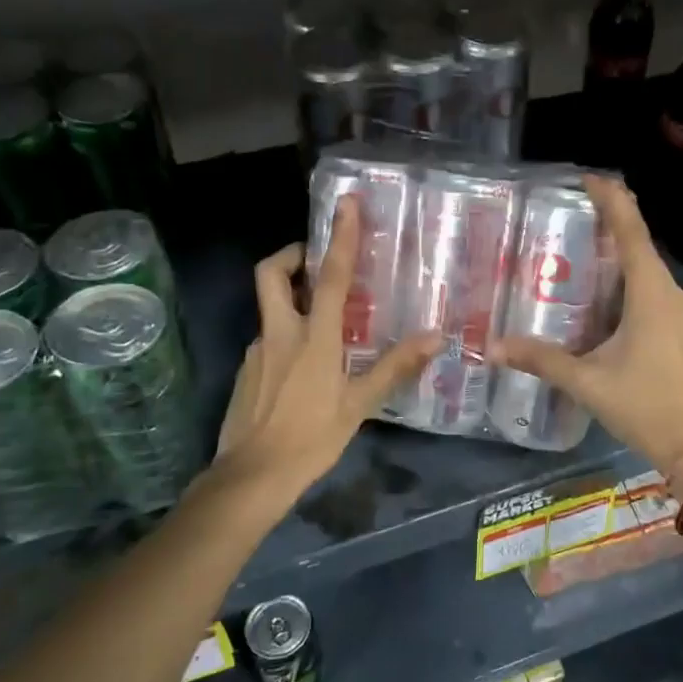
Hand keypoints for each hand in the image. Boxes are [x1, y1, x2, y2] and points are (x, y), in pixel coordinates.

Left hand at [216, 197, 437, 497]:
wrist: (251, 477)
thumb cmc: (311, 439)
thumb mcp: (359, 405)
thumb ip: (395, 367)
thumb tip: (436, 338)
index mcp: (312, 338)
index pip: (328, 276)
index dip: (339, 237)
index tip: (345, 204)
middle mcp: (279, 333)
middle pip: (271, 273)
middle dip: (290, 253)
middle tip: (315, 259)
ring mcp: (257, 351)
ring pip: (270, 308)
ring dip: (292, 300)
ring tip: (324, 323)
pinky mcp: (246, 371)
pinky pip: (268, 340)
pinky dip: (286, 337)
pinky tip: (304, 369)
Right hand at [491, 176, 682, 492]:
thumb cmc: (645, 407)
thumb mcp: (587, 382)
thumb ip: (542, 360)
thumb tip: (493, 347)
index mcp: (652, 296)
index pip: (633, 234)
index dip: (613, 202)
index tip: (589, 178)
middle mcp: (670, 295)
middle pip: (642, 245)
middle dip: (614, 220)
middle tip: (576, 207)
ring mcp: (680, 313)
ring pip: (649, 268)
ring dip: (622, 249)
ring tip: (586, 241)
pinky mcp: (680, 330)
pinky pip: (652, 288)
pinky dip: (629, 276)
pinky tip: (606, 290)